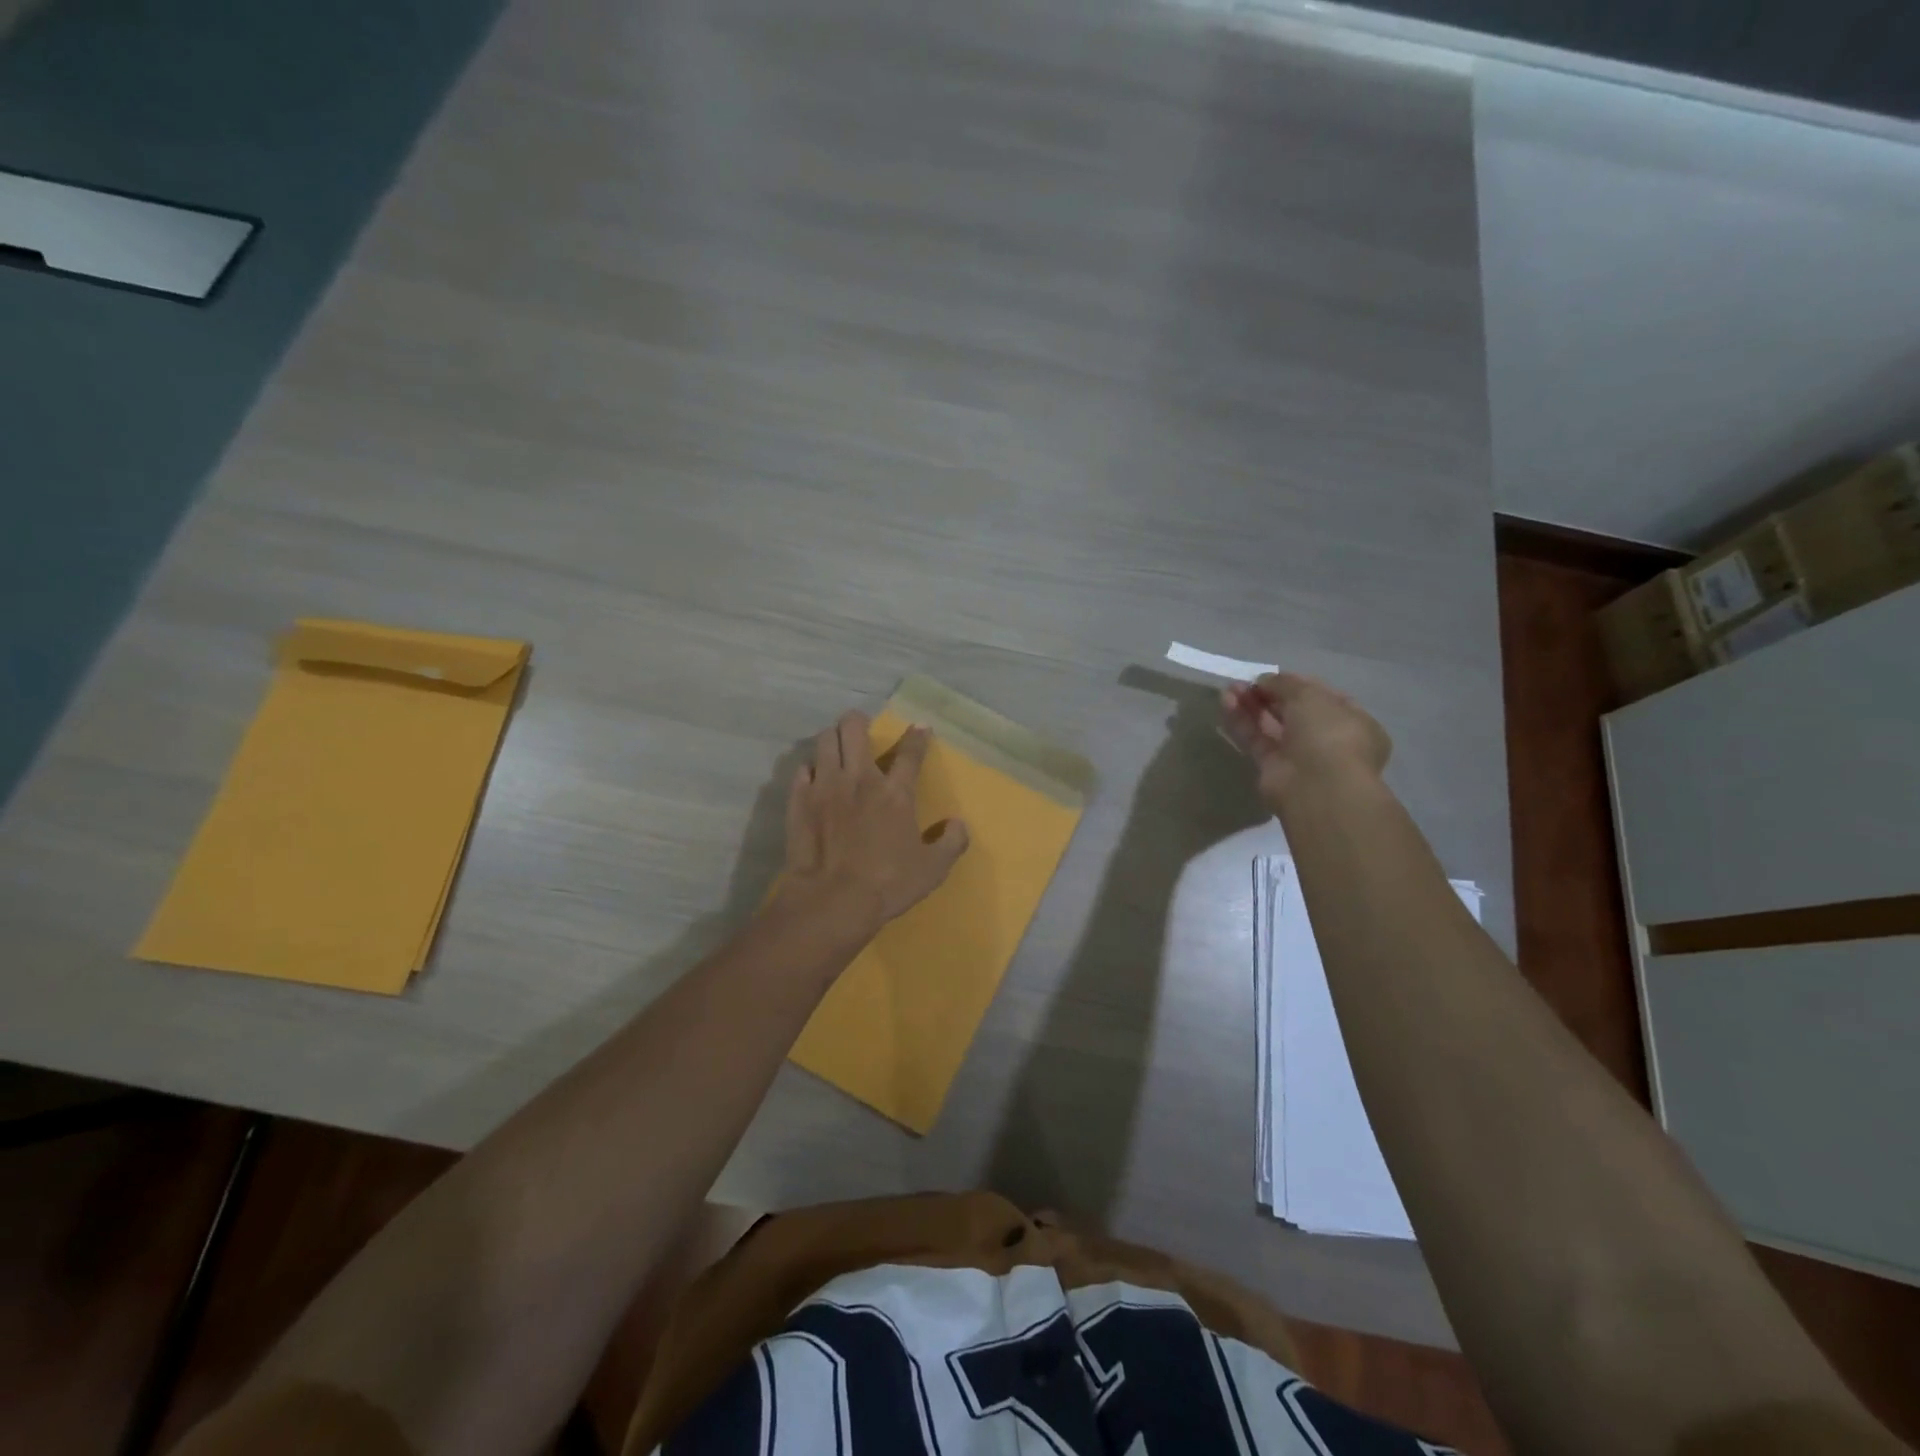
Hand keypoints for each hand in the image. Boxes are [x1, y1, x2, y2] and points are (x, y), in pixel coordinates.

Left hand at [782, 711, 970, 933]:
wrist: (832, 900)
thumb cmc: (888, 884)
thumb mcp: (932, 869)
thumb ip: (951, 843)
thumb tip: (958, 824)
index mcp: (896, 793)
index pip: (910, 753)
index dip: (917, 736)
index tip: (920, 727)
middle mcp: (859, 779)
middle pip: (854, 729)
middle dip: (858, 721)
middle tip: (861, 727)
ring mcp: (825, 786)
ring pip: (824, 741)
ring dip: (832, 739)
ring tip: (836, 746)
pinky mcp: (799, 801)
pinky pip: (802, 770)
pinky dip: (810, 769)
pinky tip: (813, 777)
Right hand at [1221, 672, 1390, 810]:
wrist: (1317, 787)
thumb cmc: (1328, 734)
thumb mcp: (1310, 696)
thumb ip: (1284, 684)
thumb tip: (1263, 681)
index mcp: (1352, 721)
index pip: (1322, 696)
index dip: (1295, 683)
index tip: (1272, 675)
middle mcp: (1327, 738)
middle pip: (1292, 710)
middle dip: (1268, 694)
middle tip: (1243, 682)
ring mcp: (1300, 755)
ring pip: (1271, 725)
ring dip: (1251, 705)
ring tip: (1229, 689)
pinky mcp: (1273, 769)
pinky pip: (1256, 740)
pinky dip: (1242, 721)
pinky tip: (1226, 703)